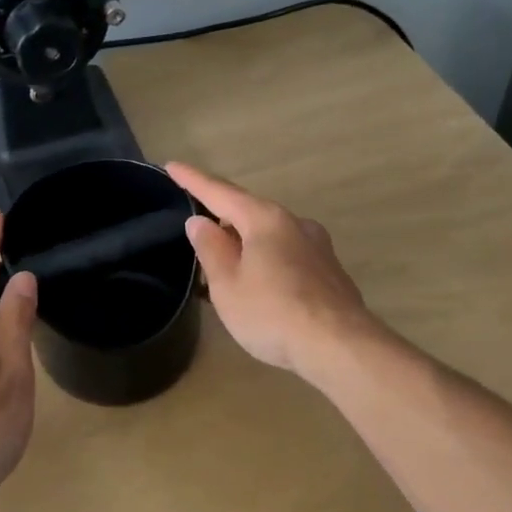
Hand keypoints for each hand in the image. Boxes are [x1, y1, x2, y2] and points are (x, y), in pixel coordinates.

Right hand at [167, 163, 377, 379]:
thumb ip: (211, 249)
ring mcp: (318, 246)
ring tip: (226, 268)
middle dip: (222, 219)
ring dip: (245, 244)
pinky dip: (266, 262)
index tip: (172, 166)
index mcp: (265, 219)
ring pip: (270, 236)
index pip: (220, 193)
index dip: (193, 180)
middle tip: (197, 233)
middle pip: (249, 213)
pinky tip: (260, 286)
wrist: (339, 346)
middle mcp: (295, 223)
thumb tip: (201, 221)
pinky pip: (287, 256)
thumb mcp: (228, 284)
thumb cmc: (272, 313)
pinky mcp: (329, 271)